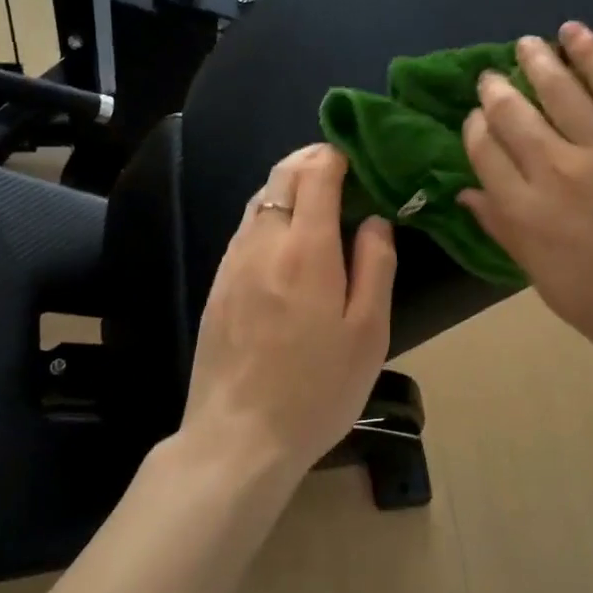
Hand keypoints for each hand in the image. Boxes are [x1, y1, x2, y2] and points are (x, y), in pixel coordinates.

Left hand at [181, 144, 396, 476]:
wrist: (239, 437)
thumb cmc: (317, 390)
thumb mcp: (368, 333)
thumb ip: (376, 266)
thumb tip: (375, 220)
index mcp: (306, 249)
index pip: (316, 173)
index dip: (337, 155)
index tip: (358, 159)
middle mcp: (261, 243)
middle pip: (281, 176)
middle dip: (310, 161)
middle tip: (340, 170)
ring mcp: (231, 264)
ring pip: (257, 200)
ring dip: (287, 187)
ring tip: (316, 201)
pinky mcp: (216, 287)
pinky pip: (244, 232)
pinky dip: (268, 217)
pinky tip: (285, 242)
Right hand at [458, 22, 592, 407]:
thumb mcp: (547, 282)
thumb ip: (506, 232)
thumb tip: (468, 194)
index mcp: (525, 214)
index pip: (485, 154)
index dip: (476, 129)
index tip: (477, 118)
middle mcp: (555, 171)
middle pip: (513, 116)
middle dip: (497, 92)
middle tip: (492, 77)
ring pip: (559, 90)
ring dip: (537, 62)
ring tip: (526, 44)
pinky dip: (591, 53)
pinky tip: (573, 33)